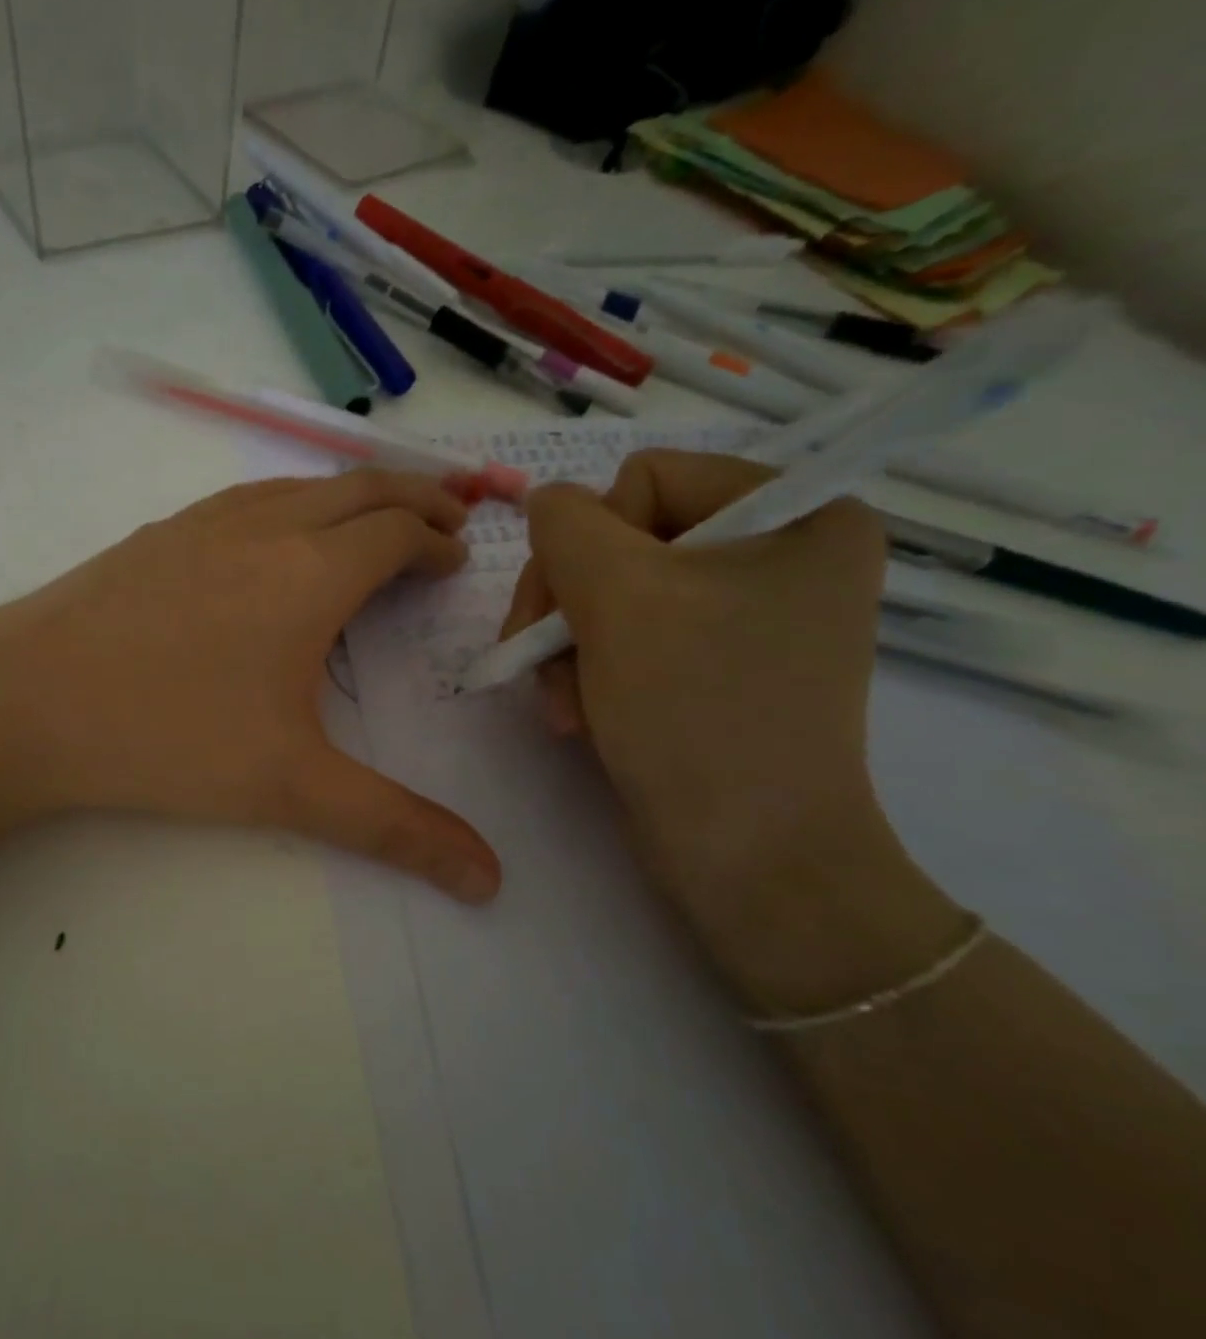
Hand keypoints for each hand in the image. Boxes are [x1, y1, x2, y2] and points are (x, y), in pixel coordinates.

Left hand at [0, 472, 502, 902]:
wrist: (24, 700)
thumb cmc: (167, 736)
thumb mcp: (292, 788)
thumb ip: (395, 828)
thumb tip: (488, 881)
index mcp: (311, 572)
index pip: (397, 532)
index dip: (437, 540)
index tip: (456, 558)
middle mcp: (264, 527)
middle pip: (360, 489)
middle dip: (413, 497)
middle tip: (444, 519)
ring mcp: (202, 522)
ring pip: (300, 486)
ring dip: (351, 495)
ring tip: (372, 520)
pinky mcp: (156, 535)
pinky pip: (247, 499)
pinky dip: (291, 503)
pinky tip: (273, 537)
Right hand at [503, 450, 963, 1008]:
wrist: (748, 859)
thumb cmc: (697, 714)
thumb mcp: (619, 598)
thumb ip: (566, 525)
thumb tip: (547, 504)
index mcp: (796, 513)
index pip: (646, 478)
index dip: (592, 540)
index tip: (575, 610)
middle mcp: (778, 554)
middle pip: (621, 540)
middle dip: (569, 606)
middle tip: (541, 662)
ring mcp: (745, 614)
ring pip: (609, 594)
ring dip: (568, 648)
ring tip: (564, 707)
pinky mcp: (713, 665)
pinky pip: (625, 638)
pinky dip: (588, 673)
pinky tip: (578, 717)